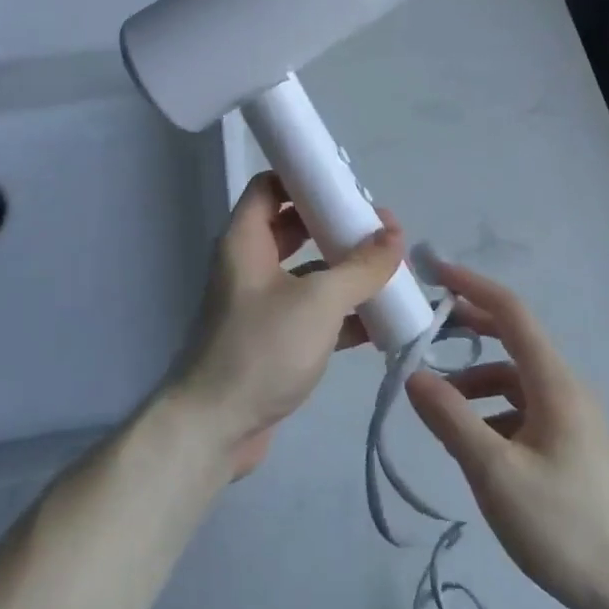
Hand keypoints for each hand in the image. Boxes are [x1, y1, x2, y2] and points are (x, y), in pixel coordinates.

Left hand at [166, 172, 404, 477]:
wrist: (214, 429)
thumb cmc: (261, 349)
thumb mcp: (318, 302)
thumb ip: (360, 267)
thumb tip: (394, 233)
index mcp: (246, 240)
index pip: (269, 186)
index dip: (304, 178)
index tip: (346, 186)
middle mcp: (249, 265)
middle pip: (294, 227)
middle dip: (336, 226)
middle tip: (378, 230)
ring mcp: (260, 304)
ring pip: (307, 272)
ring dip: (345, 271)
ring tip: (389, 271)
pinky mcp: (273, 340)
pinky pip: (312, 313)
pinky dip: (342, 313)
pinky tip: (380, 322)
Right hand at [405, 261, 608, 608]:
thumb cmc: (565, 527)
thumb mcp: (496, 474)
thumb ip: (451, 419)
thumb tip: (413, 374)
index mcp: (554, 382)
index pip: (511, 311)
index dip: (472, 285)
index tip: (434, 271)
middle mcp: (566, 388)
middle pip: (513, 340)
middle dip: (469, 327)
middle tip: (424, 330)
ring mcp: (573, 419)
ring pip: (515, 380)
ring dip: (475, 379)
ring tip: (438, 403)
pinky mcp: (572, 446)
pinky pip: (523, 409)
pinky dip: (492, 410)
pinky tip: (473, 443)